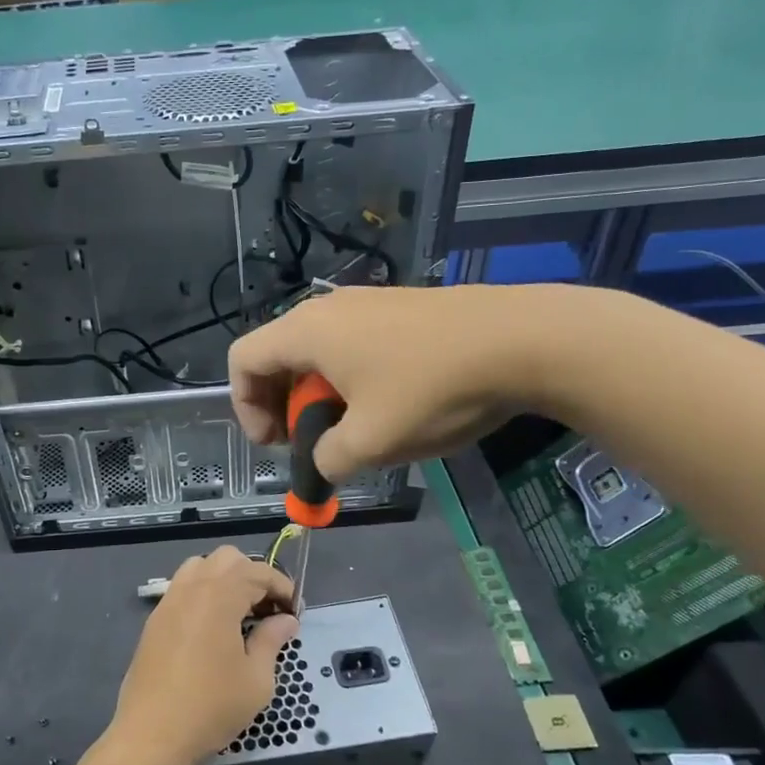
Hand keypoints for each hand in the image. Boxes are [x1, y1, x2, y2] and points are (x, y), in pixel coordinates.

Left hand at [105, 547, 297, 764]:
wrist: (152, 734)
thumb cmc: (211, 707)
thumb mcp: (256, 679)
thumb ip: (272, 640)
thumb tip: (286, 620)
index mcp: (219, 596)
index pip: (257, 572)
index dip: (281, 587)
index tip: (294, 611)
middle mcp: (191, 588)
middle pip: (227, 559)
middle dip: (253, 575)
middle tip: (268, 609)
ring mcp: (168, 602)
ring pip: (200, 567)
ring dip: (225, 579)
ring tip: (240, 613)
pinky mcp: (155, 620)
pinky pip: (182, 588)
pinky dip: (203, 593)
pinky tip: (213, 628)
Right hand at [227, 284, 579, 480]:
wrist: (522, 340)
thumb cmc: (432, 390)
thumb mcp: (371, 443)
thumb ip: (328, 460)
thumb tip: (325, 461)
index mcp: (306, 332)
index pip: (242, 361)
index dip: (246, 408)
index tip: (277, 445)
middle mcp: (327, 309)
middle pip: (277, 356)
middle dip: (283, 406)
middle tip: (309, 442)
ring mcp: (366, 303)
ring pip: (317, 353)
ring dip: (318, 396)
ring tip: (353, 430)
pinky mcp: (399, 308)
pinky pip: (351, 345)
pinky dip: (350, 380)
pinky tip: (389, 406)